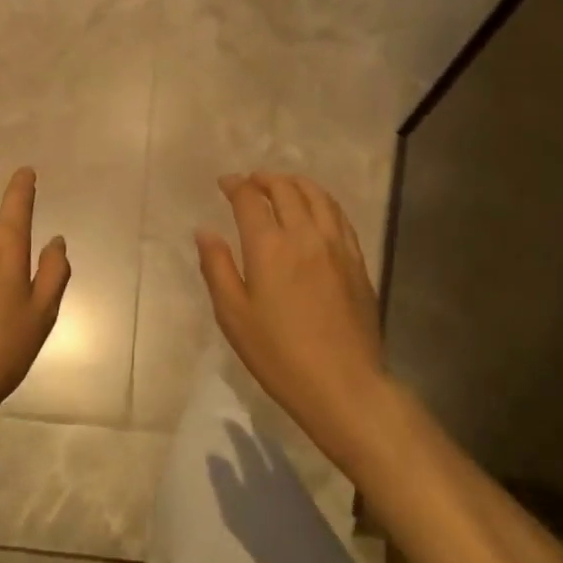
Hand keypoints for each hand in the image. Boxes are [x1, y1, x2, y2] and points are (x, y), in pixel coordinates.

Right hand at [195, 172, 387, 466]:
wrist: (343, 384)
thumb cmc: (278, 354)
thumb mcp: (233, 315)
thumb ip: (217, 267)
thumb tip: (205, 231)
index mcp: (269, 247)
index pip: (250, 199)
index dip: (236, 185)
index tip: (225, 183)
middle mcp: (305, 235)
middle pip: (286, 190)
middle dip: (265, 179)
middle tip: (251, 182)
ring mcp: (336, 246)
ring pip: (318, 197)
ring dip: (296, 184)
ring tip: (283, 185)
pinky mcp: (357, 261)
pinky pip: (339, 216)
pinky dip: (323, 201)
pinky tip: (317, 209)